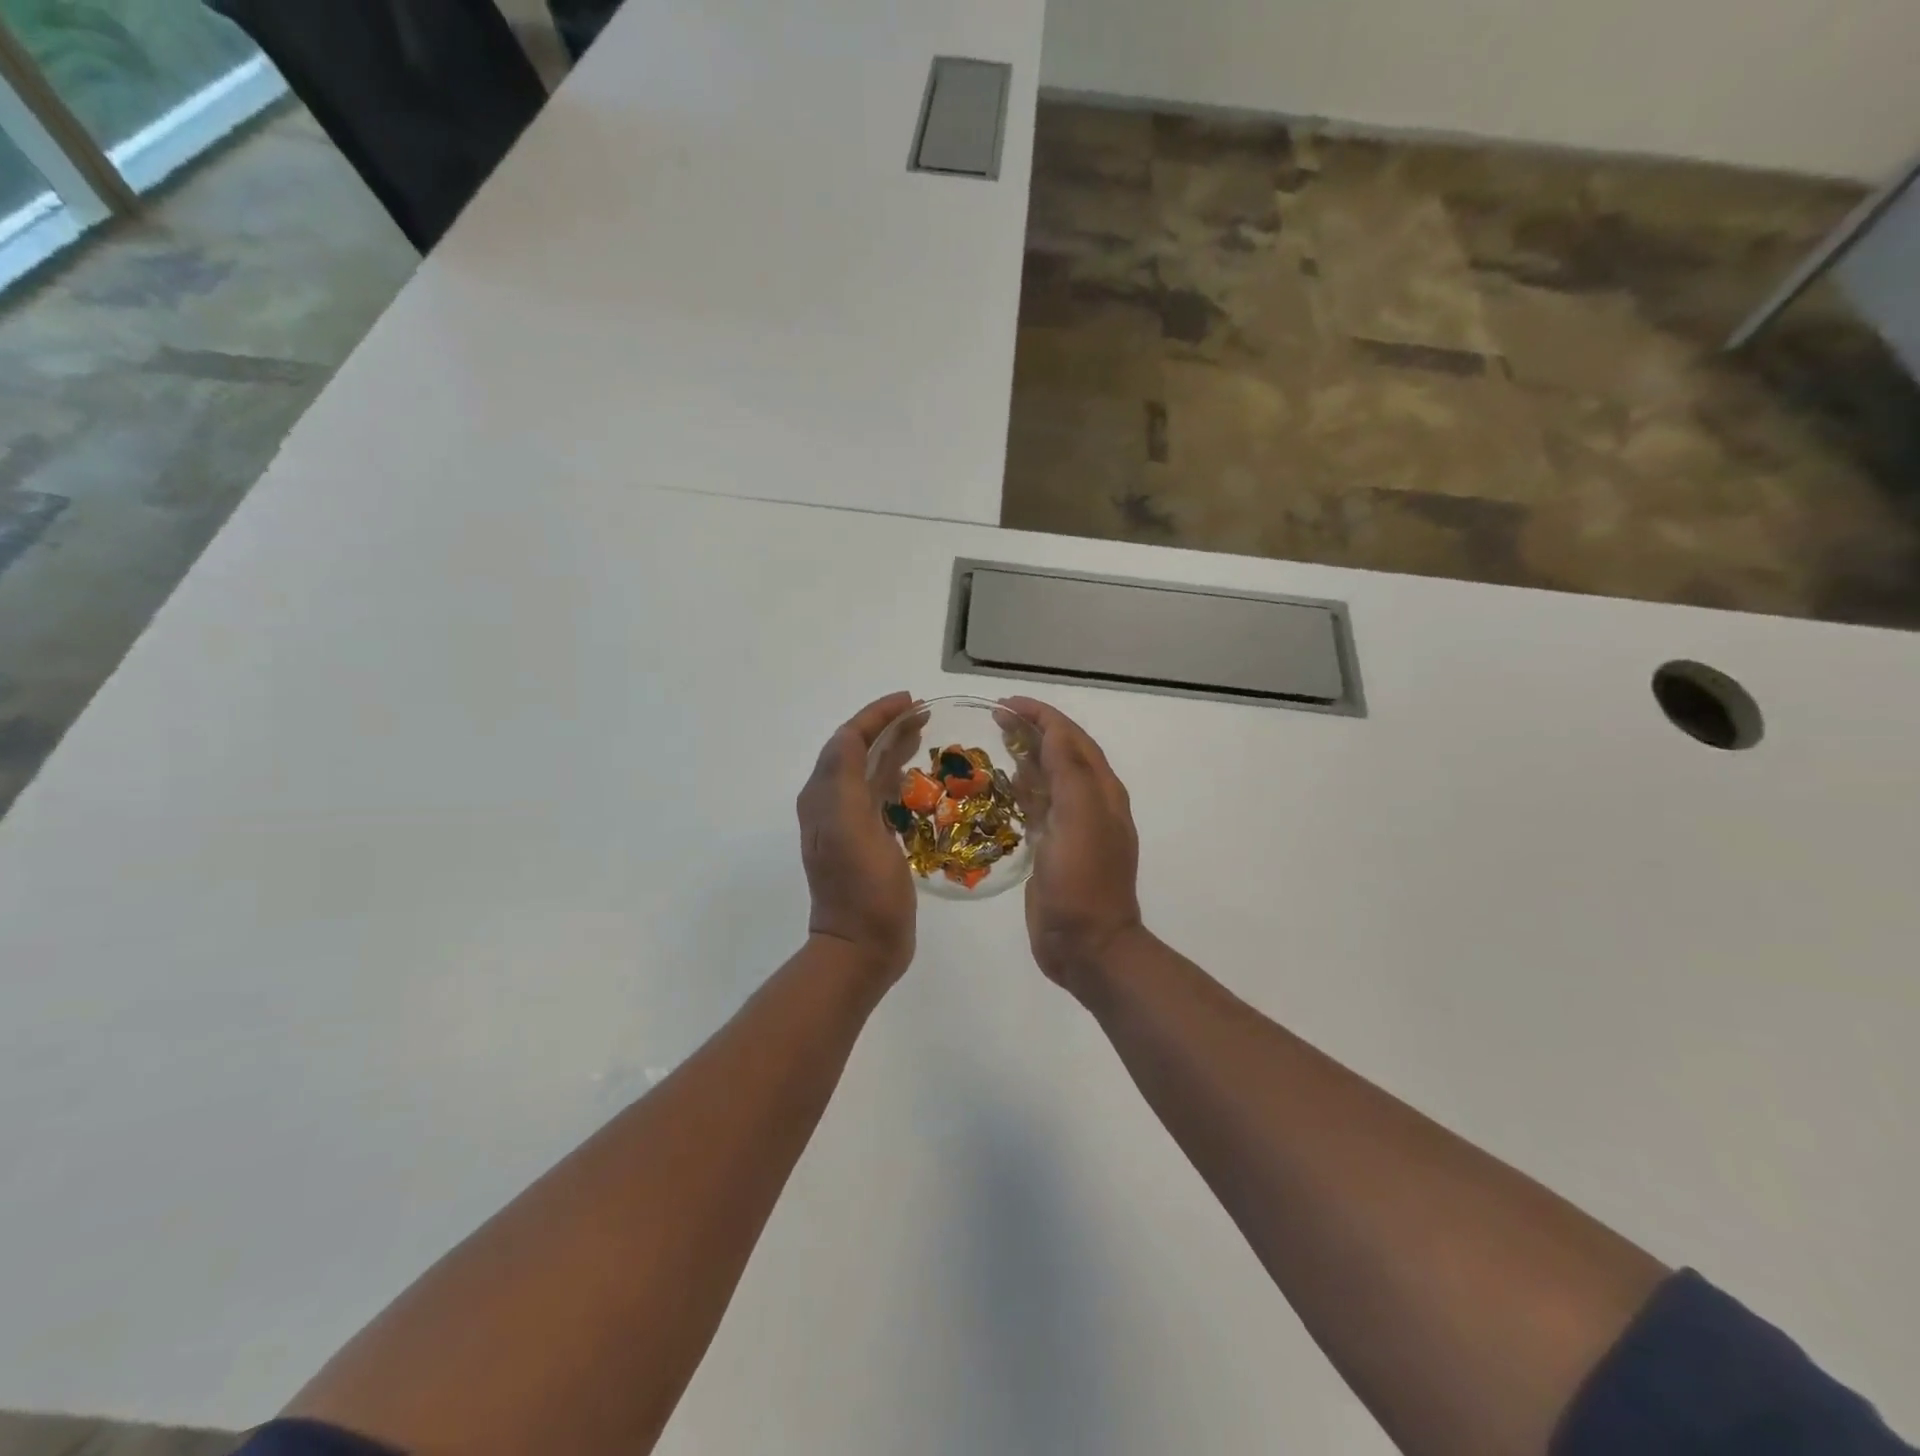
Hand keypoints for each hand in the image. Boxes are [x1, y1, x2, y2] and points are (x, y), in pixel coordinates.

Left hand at [797, 692, 918, 984]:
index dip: (876, 715)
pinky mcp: (866, 841)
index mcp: (824, 795)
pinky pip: (879, 795)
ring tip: (925, 736)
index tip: (912, 700)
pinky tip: (917, 779)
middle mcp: (830, 803)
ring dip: (893, 748)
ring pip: (869, 771)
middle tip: (925, 715)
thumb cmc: (861, 888)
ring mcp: (847, 824)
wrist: (861, 947)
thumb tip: (850, 734)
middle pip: (858, 750)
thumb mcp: (848, 827)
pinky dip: (897, 777)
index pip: (847, 739)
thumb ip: (844, 777)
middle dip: (887, 726)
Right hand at [1001, 697, 1143, 994]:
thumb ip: (1070, 771)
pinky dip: (1020, 791)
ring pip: (1048, 779)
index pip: (1071, 738)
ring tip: (994, 746)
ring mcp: (1071, 828)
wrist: (1087, 946)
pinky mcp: (1052, 850)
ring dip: (1025, 758)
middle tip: (994, 720)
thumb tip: (1052, 732)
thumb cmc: (1083, 881)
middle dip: (1031, 731)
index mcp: (1101, 791)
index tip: (1005, 704)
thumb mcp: (1081, 818)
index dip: (1041, 716)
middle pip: (1061, 754)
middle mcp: (1090, 803)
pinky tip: (1000, 790)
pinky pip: (1037, 808)